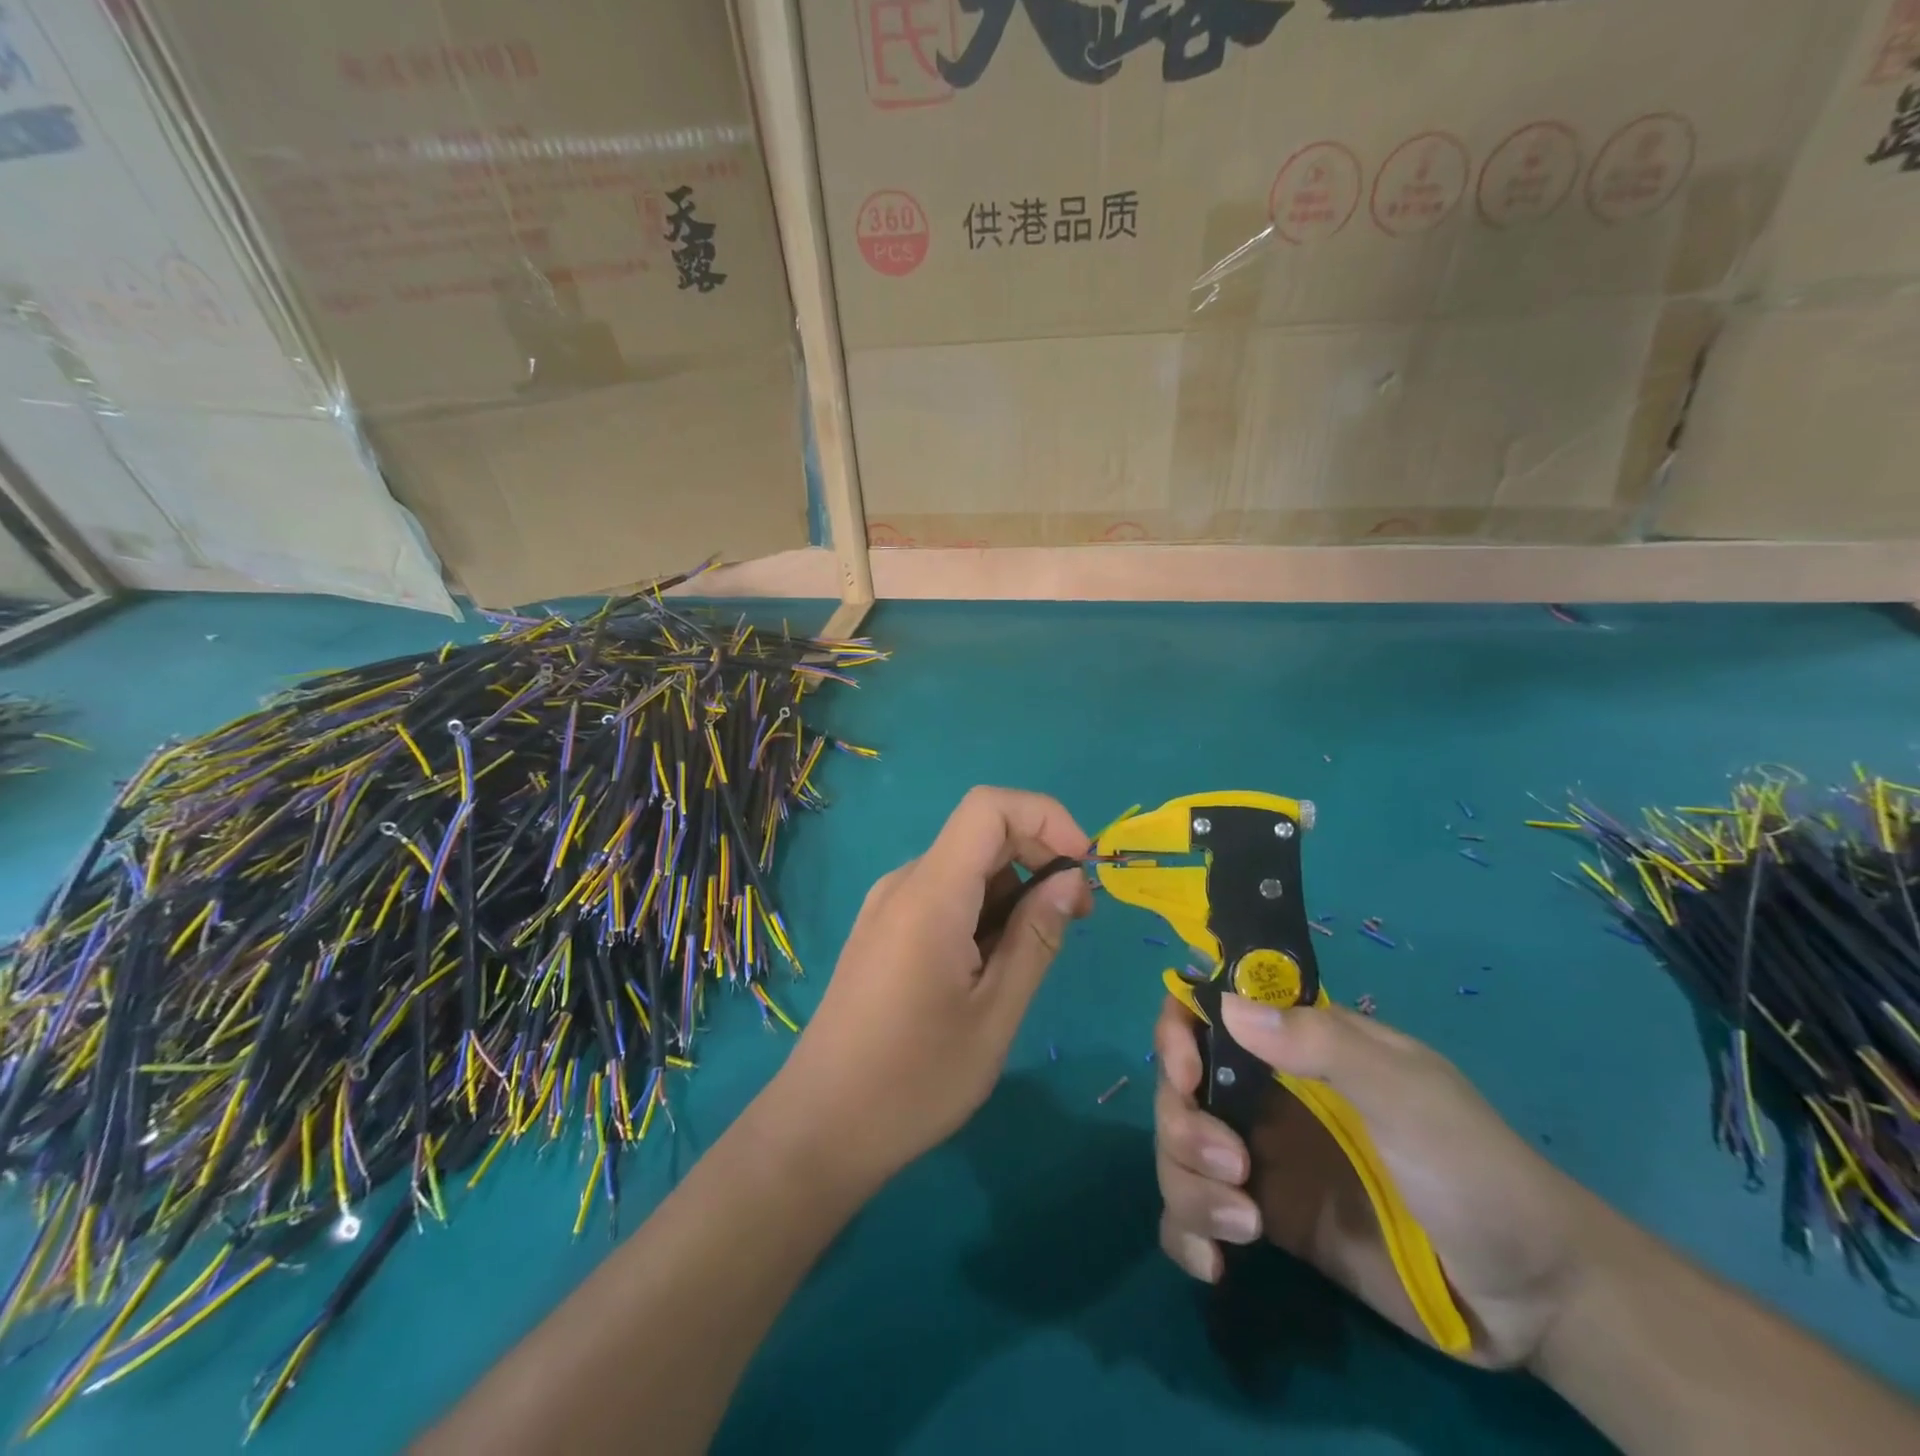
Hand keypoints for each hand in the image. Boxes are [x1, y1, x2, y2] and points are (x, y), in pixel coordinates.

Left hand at [772, 787, 1092, 1188]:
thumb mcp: (995, 1014)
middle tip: (1076, 919)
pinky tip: (992, 967)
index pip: (989, 807)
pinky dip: (983, 911)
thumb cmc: (914, 1080)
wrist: (820, 1127)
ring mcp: (888, 906)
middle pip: (980, 834)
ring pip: (965, 868)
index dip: (1046, 818)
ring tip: (1033, 957)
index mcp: (929, 894)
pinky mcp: (883, 930)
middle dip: (1039, 858)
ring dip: (1013, 892)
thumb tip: (1071, 879)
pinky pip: (944, 896)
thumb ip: (1037, 937)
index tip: (1083, 867)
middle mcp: (904, 884)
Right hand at [1153, 993, 1591, 1368]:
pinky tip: (1213, 1263)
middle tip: (1235, 1167)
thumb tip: (1227, 1006)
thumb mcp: (1408, 1095)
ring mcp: (1262, 1159)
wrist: (1533, 1297)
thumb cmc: (1474, 1169)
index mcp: (1297, 1047)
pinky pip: (1194, 1215)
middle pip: (1178, 1088)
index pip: (1209, 1013)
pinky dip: (1186, 1233)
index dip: (1179, 1033)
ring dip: (1187, 1186)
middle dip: (1184, 1125)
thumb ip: (1323, 1045)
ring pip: (1178, 1152)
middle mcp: (1266, 1095)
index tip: (1186, 1074)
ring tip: (1245, 1226)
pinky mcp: (1266, 1219)